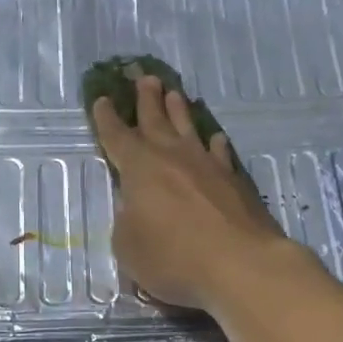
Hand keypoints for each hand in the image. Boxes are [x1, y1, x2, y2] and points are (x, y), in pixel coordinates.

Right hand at [90, 75, 295, 311]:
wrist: (240, 264)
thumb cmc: (174, 258)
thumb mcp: (130, 248)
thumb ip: (127, 222)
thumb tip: (134, 207)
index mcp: (139, 169)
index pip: (117, 137)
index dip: (107, 119)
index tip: (102, 99)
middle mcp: (173, 157)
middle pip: (156, 120)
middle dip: (147, 99)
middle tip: (144, 77)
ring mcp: (208, 165)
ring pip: (189, 129)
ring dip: (179, 110)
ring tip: (174, 93)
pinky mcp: (235, 180)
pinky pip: (221, 153)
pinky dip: (215, 144)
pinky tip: (216, 139)